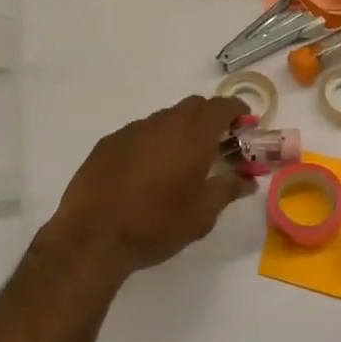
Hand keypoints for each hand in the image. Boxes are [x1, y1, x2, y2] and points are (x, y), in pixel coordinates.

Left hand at [49, 96, 255, 277]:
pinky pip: (140, 132)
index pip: (221, 106)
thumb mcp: (201, 215)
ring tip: (179, 163)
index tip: (244, 124)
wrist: (93, 235)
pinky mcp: (109, 141)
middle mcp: (163, 123)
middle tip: (216, 146)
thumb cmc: (156, 225)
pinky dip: (152, 142)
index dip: (237, 110)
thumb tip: (247, 180)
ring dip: (179, 130)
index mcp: (192, 136)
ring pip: (165, 118)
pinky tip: (146, 171)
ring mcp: (133, 130)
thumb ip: (227, 190)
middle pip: (193, 106)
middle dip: (210, 118)